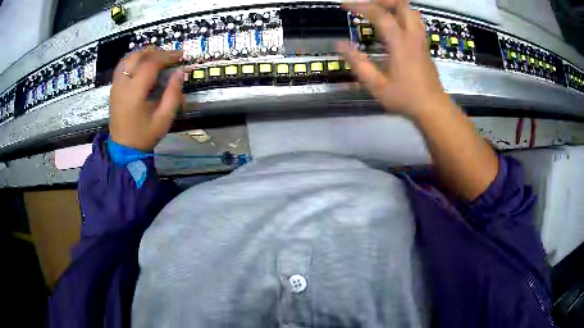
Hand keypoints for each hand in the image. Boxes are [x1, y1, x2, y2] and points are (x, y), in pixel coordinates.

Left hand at [109, 49, 183, 150]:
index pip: (150, 64)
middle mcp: (122, 85)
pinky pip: (122, 65)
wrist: (123, 149)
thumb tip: (180, 72)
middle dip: (156, 52)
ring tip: (158, 58)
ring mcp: (116, 85)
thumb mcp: (164, 119)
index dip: (167, 57)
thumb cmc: (144, 135)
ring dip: (144, 53)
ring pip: (128, 58)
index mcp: (134, 93)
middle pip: (137, 56)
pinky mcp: (114, 88)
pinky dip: (134, 59)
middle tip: (169, 57)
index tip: (180, 57)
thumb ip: (173, 94)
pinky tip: (143, 64)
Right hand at [338, 0, 450, 116]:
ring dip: (395, 7)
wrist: (433, 107)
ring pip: (411, 11)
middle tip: (367, 7)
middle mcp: (412, 35)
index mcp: (400, 42)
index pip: (379, 14)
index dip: (360, 6)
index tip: (345, 5)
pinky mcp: (424, 44)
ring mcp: (421, 39)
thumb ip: (357, 63)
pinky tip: (394, 25)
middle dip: (383, 1)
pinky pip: (415, 21)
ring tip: (380, 13)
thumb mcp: (376, 85)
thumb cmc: (405, 97)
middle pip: (402, 4)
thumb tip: (340, 45)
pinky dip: (403, 16)